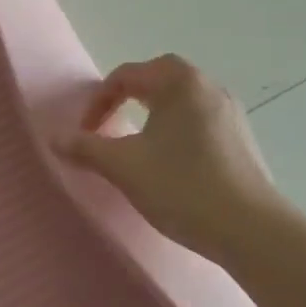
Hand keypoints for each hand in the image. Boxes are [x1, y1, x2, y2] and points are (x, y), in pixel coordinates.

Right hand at [56, 54, 280, 256]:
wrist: (251, 230)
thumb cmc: (181, 187)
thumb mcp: (123, 167)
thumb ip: (85, 148)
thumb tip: (54, 137)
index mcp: (179, 82)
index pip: (126, 76)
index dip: (98, 102)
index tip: (86, 134)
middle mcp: (208, 86)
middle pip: (158, 79)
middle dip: (127, 98)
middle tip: (109, 125)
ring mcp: (230, 112)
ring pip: (181, 100)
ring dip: (153, 113)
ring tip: (137, 144)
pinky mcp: (242, 139)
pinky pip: (200, 120)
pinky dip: (177, 130)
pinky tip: (171, 163)